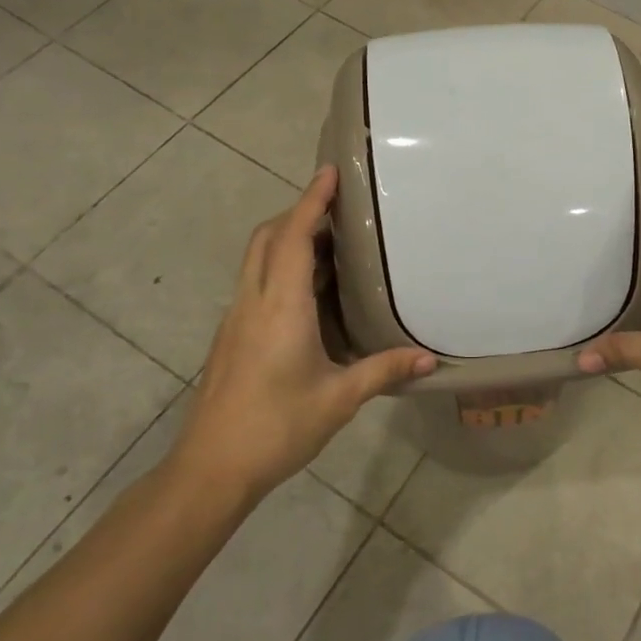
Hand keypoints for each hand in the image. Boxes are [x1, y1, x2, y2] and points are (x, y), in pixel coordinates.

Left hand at [168, 166, 435, 501]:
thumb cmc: (277, 427)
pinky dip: (280, 267)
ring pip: (257, 259)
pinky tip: (308, 294)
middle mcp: (254, 300)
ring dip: (287, 239)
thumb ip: (383, 370)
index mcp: (281, 306)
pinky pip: (256, 282)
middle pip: (268, 237)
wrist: (211, 468)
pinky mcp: (231, 335)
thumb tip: (430, 360)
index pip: (295, 237)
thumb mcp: (339, 399)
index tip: (329, 172)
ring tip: (330, 245)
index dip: (311, 200)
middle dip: (299, 213)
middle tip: (337, 209)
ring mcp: (237, 317)